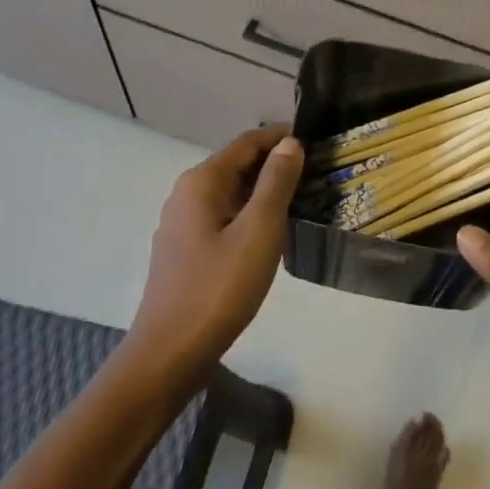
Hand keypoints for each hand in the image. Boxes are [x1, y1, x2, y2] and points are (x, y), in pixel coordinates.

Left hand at [130, 126, 303, 361]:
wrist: (171, 351)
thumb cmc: (220, 288)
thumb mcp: (259, 231)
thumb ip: (276, 183)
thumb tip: (290, 143)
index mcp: (202, 182)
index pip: (247, 142)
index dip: (282, 137)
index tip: (318, 141)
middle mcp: (186, 194)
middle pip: (237, 165)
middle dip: (275, 163)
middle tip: (318, 171)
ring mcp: (182, 224)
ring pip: (231, 193)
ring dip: (264, 190)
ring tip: (303, 198)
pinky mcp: (186, 249)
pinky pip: (223, 217)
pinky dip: (250, 213)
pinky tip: (272, 231)